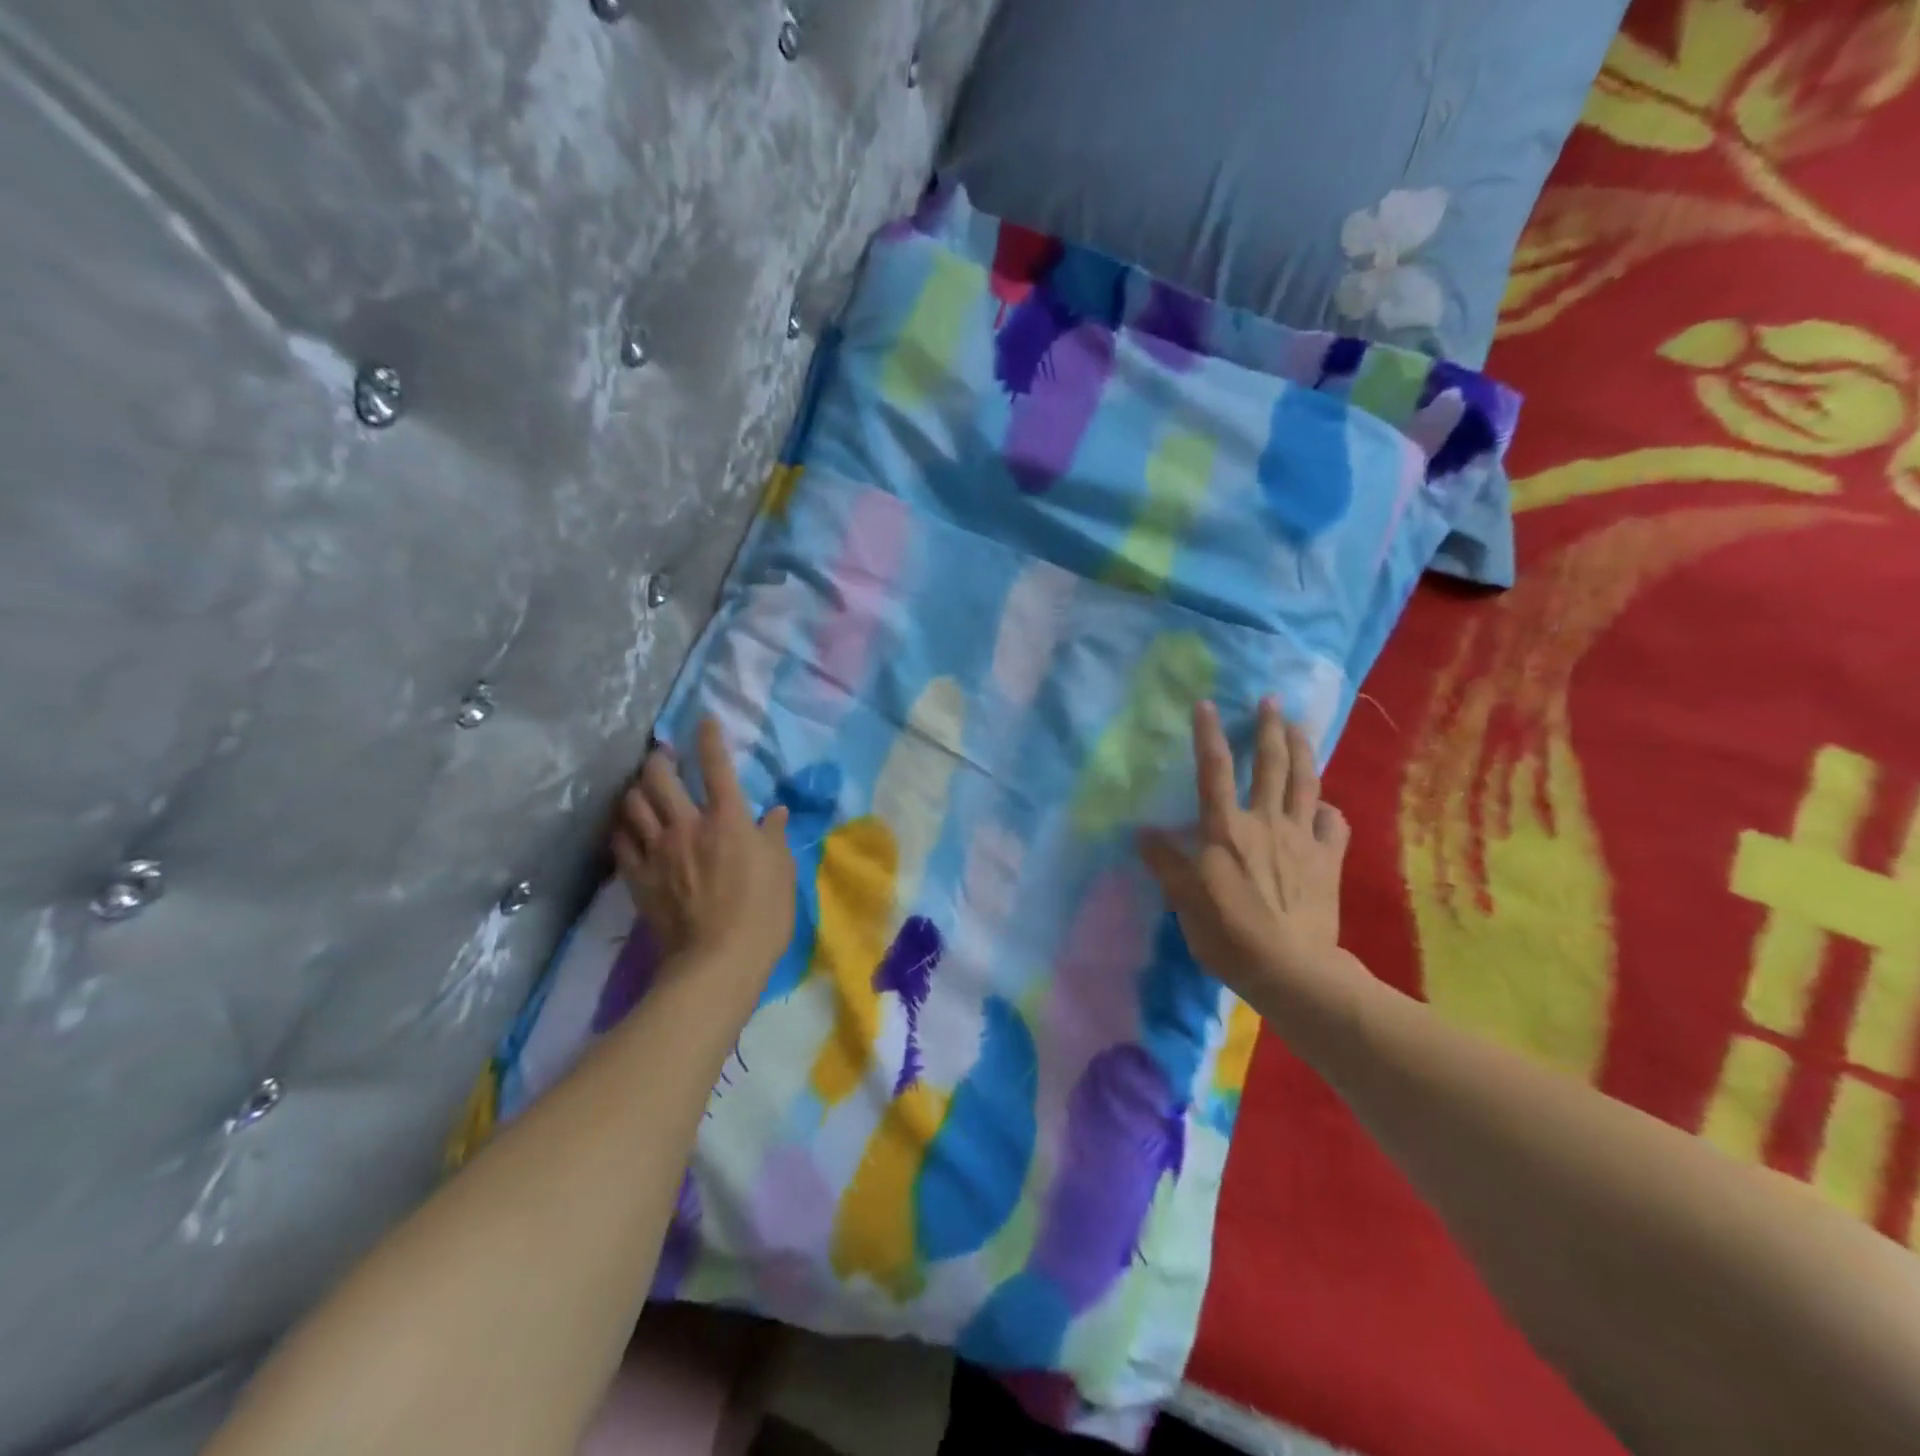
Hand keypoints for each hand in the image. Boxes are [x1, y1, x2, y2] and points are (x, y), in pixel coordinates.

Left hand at [613, 717, 795, 1000]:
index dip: (709, 739)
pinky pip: (620, 840)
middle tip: (663, 755)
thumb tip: (776, 813)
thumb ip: (776, 835)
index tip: (703, 721)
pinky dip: (623, 826)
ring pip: (633, 804)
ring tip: (642, 787)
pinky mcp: (638, 877)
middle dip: (659, 758)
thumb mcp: (782, 870)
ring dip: (636, 788)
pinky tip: (627, 825)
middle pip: (659, 777)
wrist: (717, 961)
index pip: (716, 767)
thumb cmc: (762, 913)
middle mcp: (687, 826)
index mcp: (728, 820)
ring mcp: (657, 851)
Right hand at [1139, 698, 1355, 1009]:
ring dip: (1302, 750)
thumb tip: (1144, 833)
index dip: (1209, 734)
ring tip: (1299, 727)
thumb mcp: (1184, 901)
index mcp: (1225, 829)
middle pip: (1270, 765)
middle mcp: (1265, 822)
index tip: (1207, 704)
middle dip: (1270, 728)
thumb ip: (1166, 863)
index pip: (1214, 770)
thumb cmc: (1228, 934)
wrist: (1292, 969)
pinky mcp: (1328, 859)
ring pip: (1306, 783)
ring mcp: (1302, 838)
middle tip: (1272, 700)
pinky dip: (1329, 808)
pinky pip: (1334, 823)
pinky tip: (1324, 804)